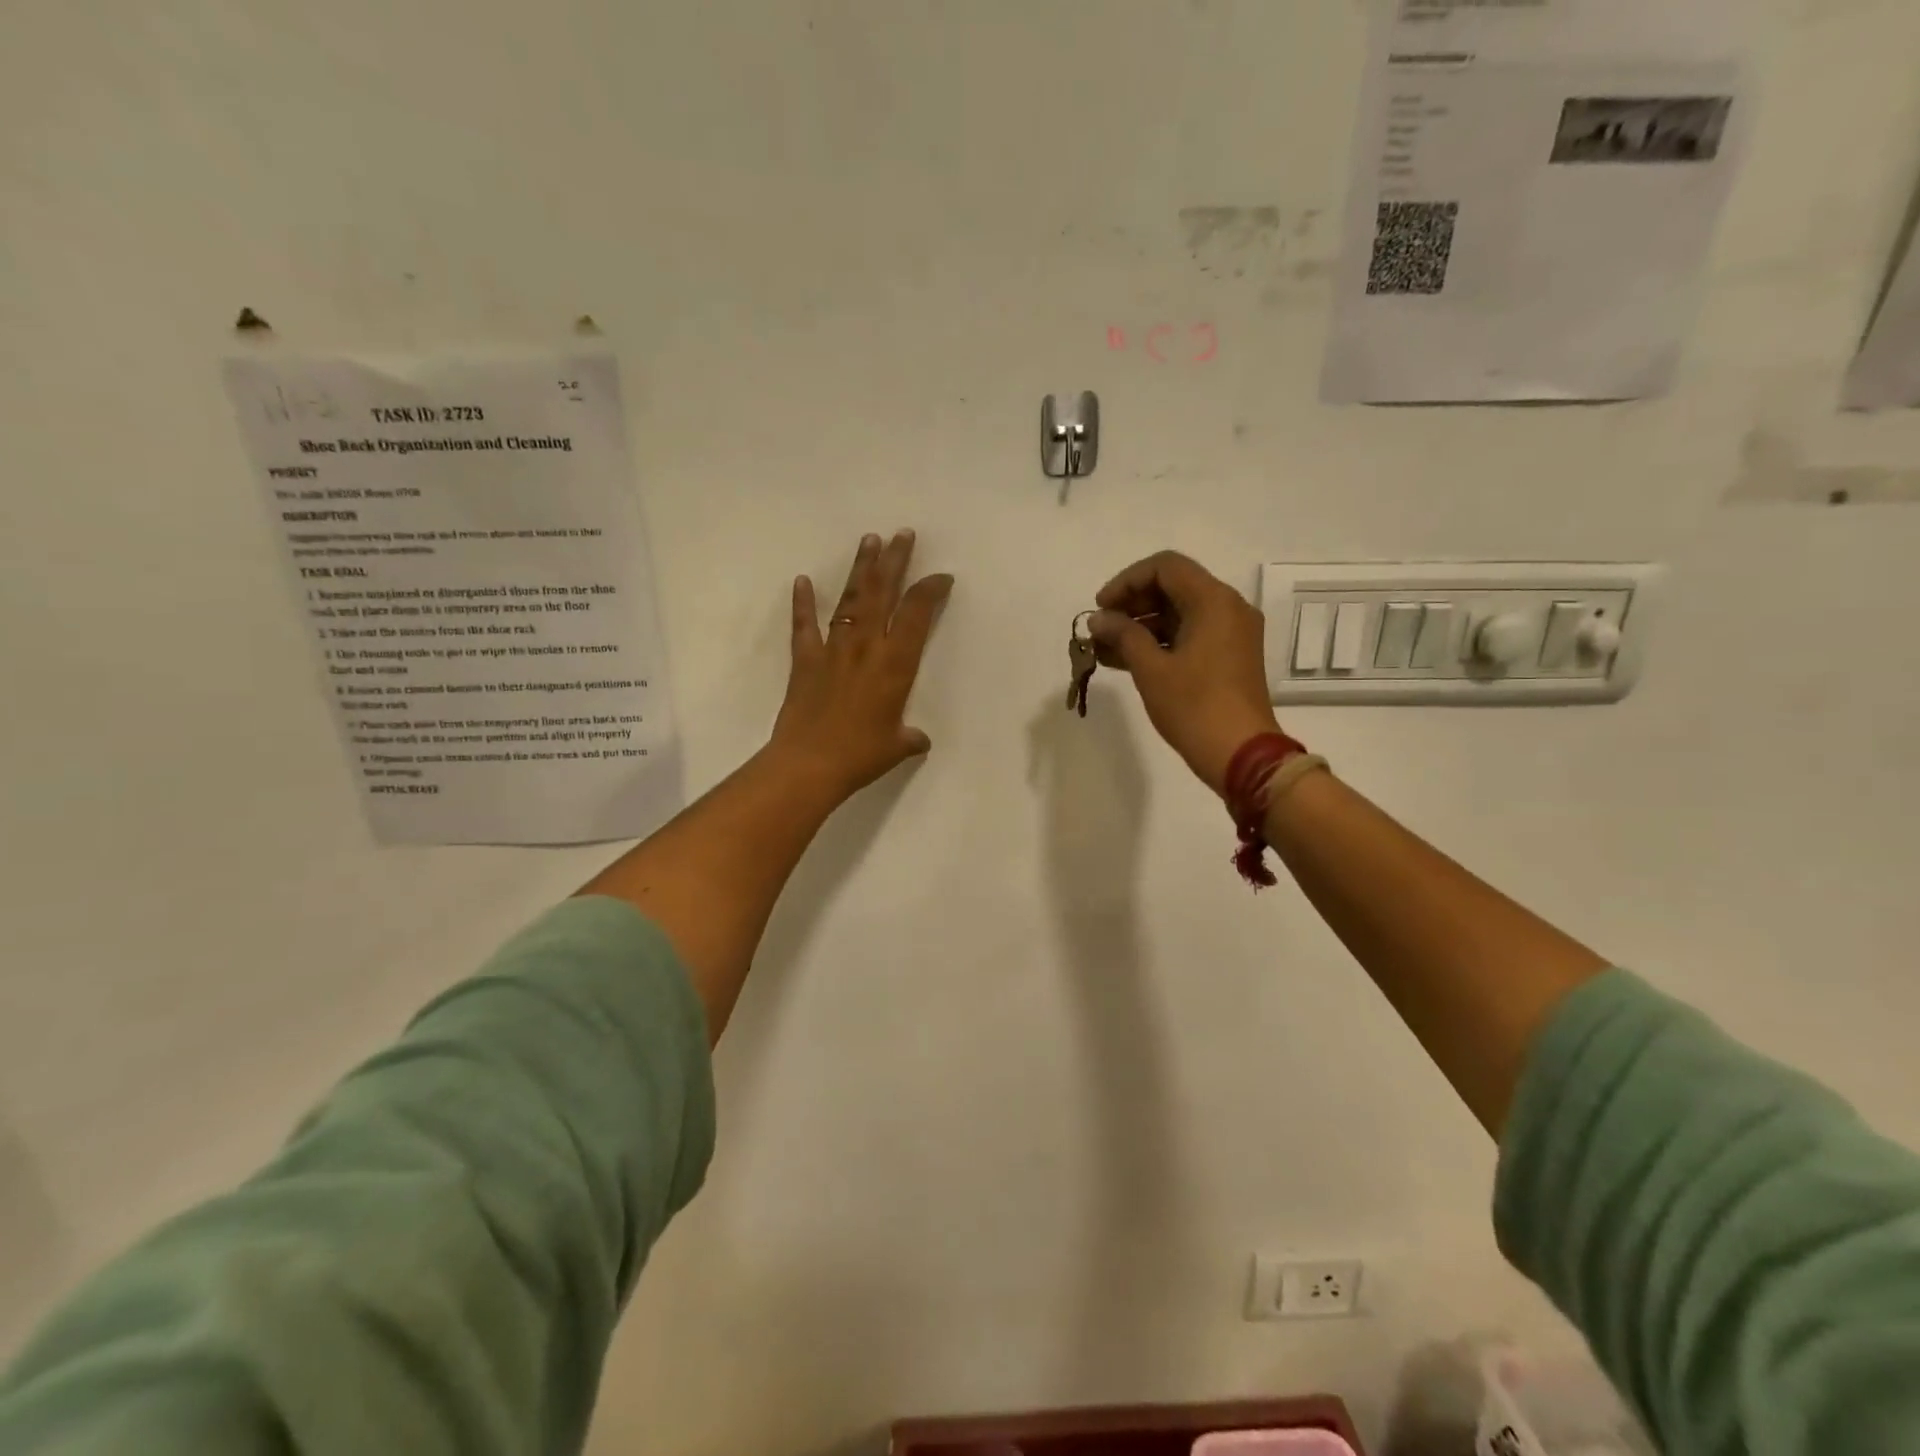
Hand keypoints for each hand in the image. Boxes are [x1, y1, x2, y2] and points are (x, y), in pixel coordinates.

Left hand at [769, 530, 953, 800]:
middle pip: (883, 593)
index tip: (941, 576)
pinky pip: (805, 626)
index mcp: (895, 664)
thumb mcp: (896, 747)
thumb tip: (918, 739)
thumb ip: (909, 738)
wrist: (809, 764)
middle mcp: (866, 647)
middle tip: (902, 534)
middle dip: (894, 561)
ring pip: (850, 600)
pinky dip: (803, 603)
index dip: (930, 590)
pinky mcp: (805, 660)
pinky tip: (802, 581)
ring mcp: (833, 650)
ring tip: (868, 540)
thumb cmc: (861, 755)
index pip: (916, 615)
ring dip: (860, 569)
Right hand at [1088, 551, 1279, 795]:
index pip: (1165, 567)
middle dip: (1131, 605)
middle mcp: (1228, 608)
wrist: (1242, 755)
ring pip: (1179, 614)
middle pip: (1173, 587)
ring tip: (1103, 649)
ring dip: (1141, 626)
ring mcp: (1231, 633)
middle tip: (1100, 629)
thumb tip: (1099, 619)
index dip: (1126, 581)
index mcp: (1213, 601)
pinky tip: (1125, 660)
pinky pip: (1189, 635)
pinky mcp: (1229, 657)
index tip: (1100, 607)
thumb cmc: (1194, 707)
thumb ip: (1123, 635)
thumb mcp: (1151, 669)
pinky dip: (1159, 642)